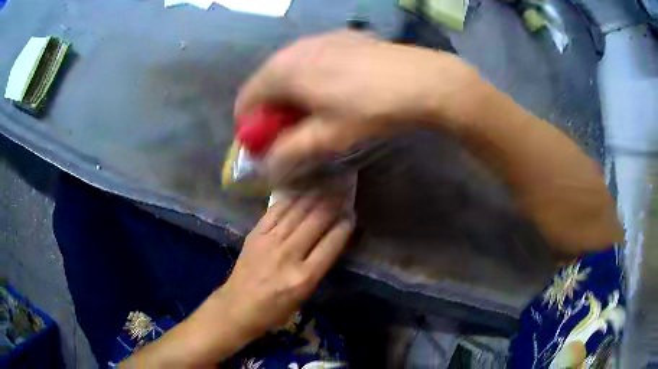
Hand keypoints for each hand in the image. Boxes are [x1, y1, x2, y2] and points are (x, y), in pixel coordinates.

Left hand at [212, 196, 353, 339]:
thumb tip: (333, 238)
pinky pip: (275, 211)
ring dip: (314, 196)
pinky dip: (290, 199)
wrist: (239, 305)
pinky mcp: (255, 234)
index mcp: (305, 276)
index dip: (345, 226)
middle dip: (332, 204)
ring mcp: (270, 242)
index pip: (332, 243)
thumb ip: (319, 265)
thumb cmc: (276, 308)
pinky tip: (300, 191)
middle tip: (342, 191)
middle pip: (316, 222)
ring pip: (297, 212)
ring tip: (326, 185)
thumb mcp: (305, 294)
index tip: (351, 214)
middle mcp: (289, 255)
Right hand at [235, 31, 478, 175]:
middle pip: (266, 82)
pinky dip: (312, 76)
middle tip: (291, 131)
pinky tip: (337, 89)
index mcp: (282, 70)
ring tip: (315, 112)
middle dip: (271, 110)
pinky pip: (313, 58)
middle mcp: (294, 47)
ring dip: (292, 93)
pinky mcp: (342, 36)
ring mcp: (320, 37)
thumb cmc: (369, 110)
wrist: (422, 80)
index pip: (246, 99)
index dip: (250, 125)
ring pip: (291, 68)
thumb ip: (288, 153)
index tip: (265, 144)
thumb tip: (267, 166)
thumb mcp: (326, 138)